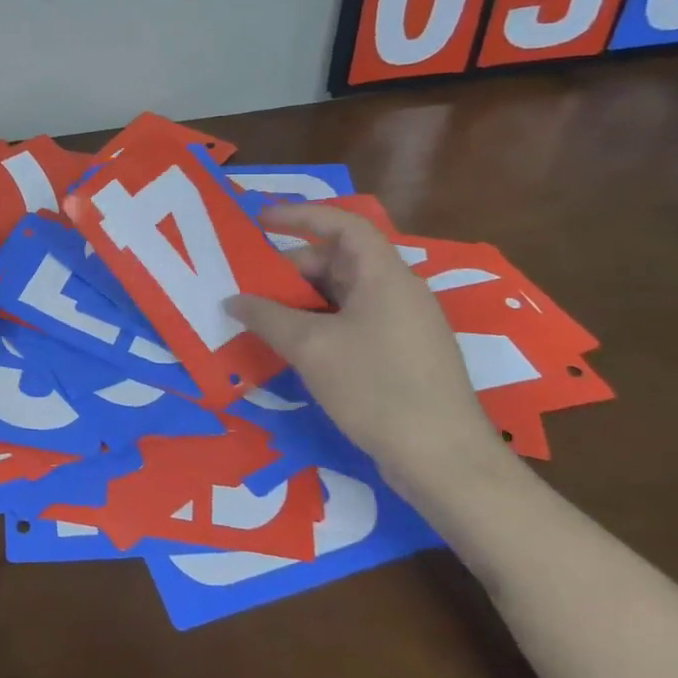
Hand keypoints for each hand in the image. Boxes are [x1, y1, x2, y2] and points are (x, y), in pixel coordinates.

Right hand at [224, 203, 511, 492]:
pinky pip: (352, 322)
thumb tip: (233, 299)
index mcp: (385, 276)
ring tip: (262, 317)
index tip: (260, 220)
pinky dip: (318, 324)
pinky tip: (292, 347)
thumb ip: (266, 316)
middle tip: (249, 285)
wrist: (444, 461)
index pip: (343, 225)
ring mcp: (403, 326)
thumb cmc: (376, 388)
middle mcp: (398, 292)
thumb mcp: (310, 347)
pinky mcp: (402, 356)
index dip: (301, 215)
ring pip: (343, 295)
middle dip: (291, 268)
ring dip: (301, 301)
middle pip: (339, 260)